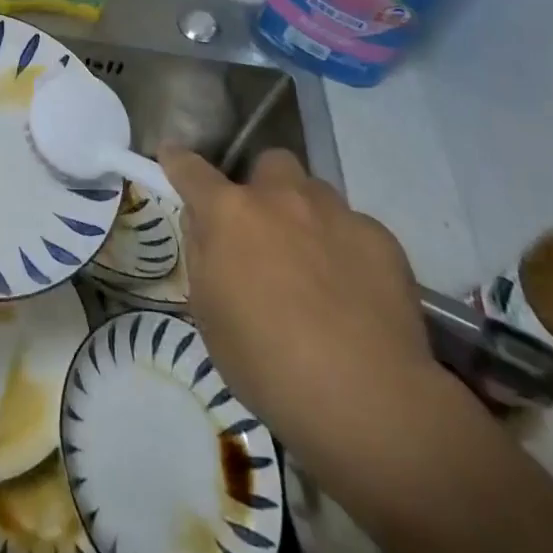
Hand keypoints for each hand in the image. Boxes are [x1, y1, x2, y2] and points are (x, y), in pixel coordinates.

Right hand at [159, 147, 443, 465]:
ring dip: (307, 213)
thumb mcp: (208, 313)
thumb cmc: (266, 363)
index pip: (191, 170)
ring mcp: (334, 213)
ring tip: (316, 261)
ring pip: (316, 191)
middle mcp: (280, 197)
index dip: (177, 160)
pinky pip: (356, 227)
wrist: (366, 398)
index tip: (171, 154)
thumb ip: (202, 255)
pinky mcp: (380, 238)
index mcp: (229, 214)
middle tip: (266, 226)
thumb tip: (204, 223)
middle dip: (264, 185)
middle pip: (269, 163)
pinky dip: (348, 248)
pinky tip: (356, 291)